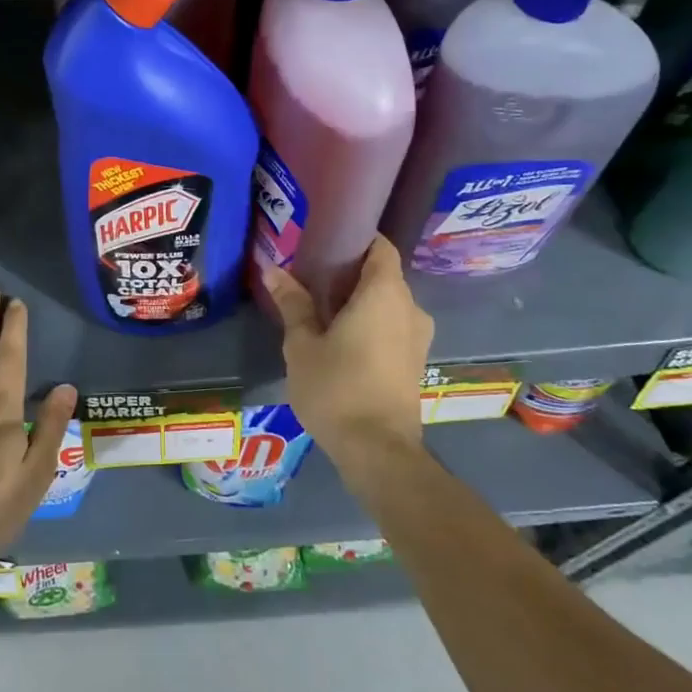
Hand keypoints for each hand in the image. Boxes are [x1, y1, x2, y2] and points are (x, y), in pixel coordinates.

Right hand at [261, 238, 433, 461]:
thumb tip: (273, 270)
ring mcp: (418, 337)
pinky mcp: (416, 362)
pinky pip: (393, 326)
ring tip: (322, 309)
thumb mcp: (303, 344)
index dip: (355, 239)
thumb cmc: (337, 388)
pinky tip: (342, 338)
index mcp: (384, 293)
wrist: (378, 452)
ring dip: (360, 301)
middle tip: (312, 277)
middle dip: (350, 272)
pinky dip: (371, 323)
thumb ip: (293, 303)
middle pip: (383, 274)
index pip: (380, 247)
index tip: (325, 242)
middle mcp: (410, 308)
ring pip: (389, 303)